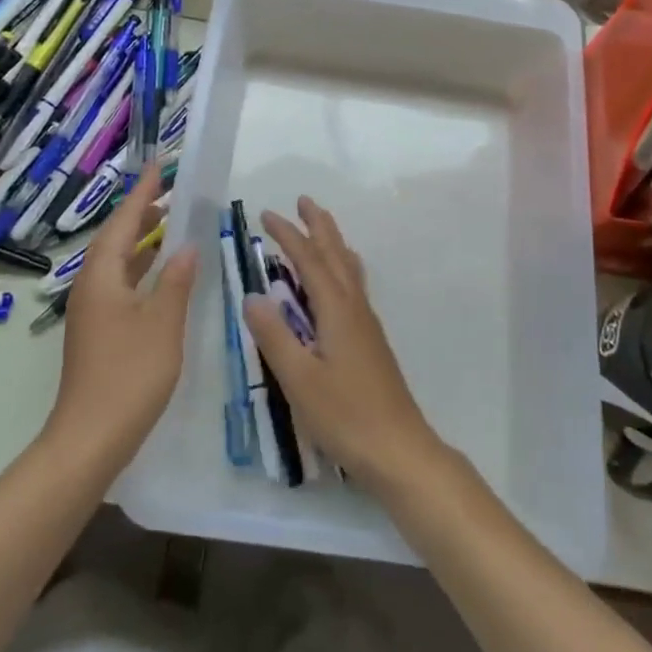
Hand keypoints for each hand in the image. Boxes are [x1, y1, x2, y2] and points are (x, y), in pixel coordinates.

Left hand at [47, 163, 197, 467]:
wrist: (90, 438)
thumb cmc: (129, 375)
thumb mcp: (163, 323)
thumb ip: (176, 281)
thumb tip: (186, 246)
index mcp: (102, 277)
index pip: (124, 223)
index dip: (142, 194)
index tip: (157, 166)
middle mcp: (90, 287)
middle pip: (115, 239)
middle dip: (140, 213)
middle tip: (167, 192)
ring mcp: (92, 311)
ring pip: (117, 263)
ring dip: (140, 241)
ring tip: (167, 223)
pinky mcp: (98, 331)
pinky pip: (119, 284)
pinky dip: (140, 269)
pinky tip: (160, 275)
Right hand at [242, 197, 445, 489]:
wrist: (398, 450)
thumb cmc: (345, 415)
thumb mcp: (299, 378)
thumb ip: (274, 336)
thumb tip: (252, 295)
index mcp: (337, 310)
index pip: (310, 261)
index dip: (289, 235)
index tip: (267, 214)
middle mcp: (355, 308)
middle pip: (337, 255)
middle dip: (319, 226)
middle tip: (304, 201)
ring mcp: (367, 325)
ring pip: (349, 270)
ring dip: (333, 243)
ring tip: (322, 229)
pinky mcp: (371, 342)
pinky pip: (354, 287)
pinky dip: (342, 268)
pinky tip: (340, 282)